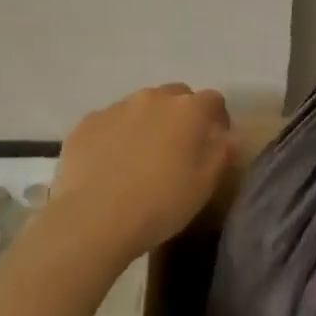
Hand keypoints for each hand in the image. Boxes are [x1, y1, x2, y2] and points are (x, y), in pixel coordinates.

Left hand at [50, 84, 232, 259]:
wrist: (94, 219)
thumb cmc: (160, 202)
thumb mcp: (205, 184)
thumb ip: (222, 153)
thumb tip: (228, 137)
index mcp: (188, 110)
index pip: (213, 100)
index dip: (217, 118)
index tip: (215, 140)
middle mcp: (154, 98)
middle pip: (176, 95)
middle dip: (182, 114)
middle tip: (178, 146)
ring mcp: (117, 107)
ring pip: (141, 106)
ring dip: (148, 122)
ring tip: (141, 155)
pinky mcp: (87, 122)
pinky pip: (110, 121)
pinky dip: (116, 134)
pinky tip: (110, 163)